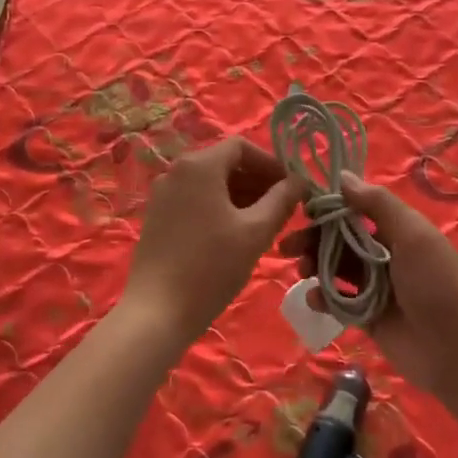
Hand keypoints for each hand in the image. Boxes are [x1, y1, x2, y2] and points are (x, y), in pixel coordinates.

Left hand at [123, 136, 300, 351]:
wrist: (157, 310)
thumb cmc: (211, 266)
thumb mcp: (256, 232)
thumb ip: (281, 200)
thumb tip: (299, 181)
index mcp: (199, 165)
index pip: (242, 147)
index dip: (271, 163)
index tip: (292, 188)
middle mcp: (176, 170)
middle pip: (225, 163)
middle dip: (258, 182)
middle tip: (284, 209)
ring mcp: (163, 194)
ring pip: (211, 184)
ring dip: (241, 196)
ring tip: (265, 224)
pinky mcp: (157, 216)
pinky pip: (195, 200)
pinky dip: (220, 208)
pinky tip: (236, 235)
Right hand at [282, 173, 457, 409]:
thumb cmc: (438, 285)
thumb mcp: (413, 235)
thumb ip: (378, 204)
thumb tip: (343, 176)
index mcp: (397, 230)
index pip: (354, 211)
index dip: (328, 209)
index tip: (301, 210)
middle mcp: (384, 254)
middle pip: (339, 240)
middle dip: (312, 239)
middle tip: (287, 246)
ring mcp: (374, 287)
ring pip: (334, 268)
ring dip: (314, 266)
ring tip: (300, 271)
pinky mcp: (366, 316)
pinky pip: (337, 300)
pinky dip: (322, 297)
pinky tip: (314, 299)